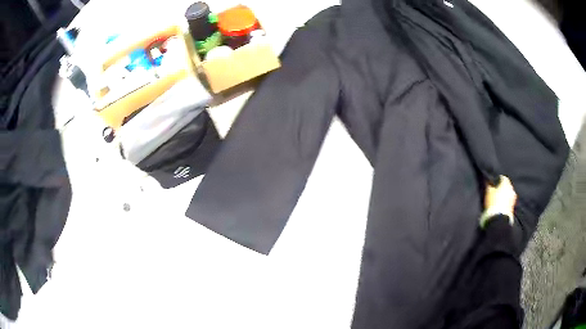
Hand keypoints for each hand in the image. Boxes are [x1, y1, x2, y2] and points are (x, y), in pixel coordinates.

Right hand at [484, 176, 516, 216]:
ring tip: (498, 200)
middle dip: (502, 188)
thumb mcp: (488, 192)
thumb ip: (489, 185)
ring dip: (504, 195)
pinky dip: (506, 202)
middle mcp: (511, 188)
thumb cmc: (493, 202)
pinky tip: (501, 205)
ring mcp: (513, 198)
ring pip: (508, 194)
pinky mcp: (513, 206)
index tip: (493, 184)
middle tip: (496, 192)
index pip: (502, 177)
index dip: (497, 180)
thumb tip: (489, 181)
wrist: (499, 219)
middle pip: (506, 186)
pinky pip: (509, 201)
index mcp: (506, 183)